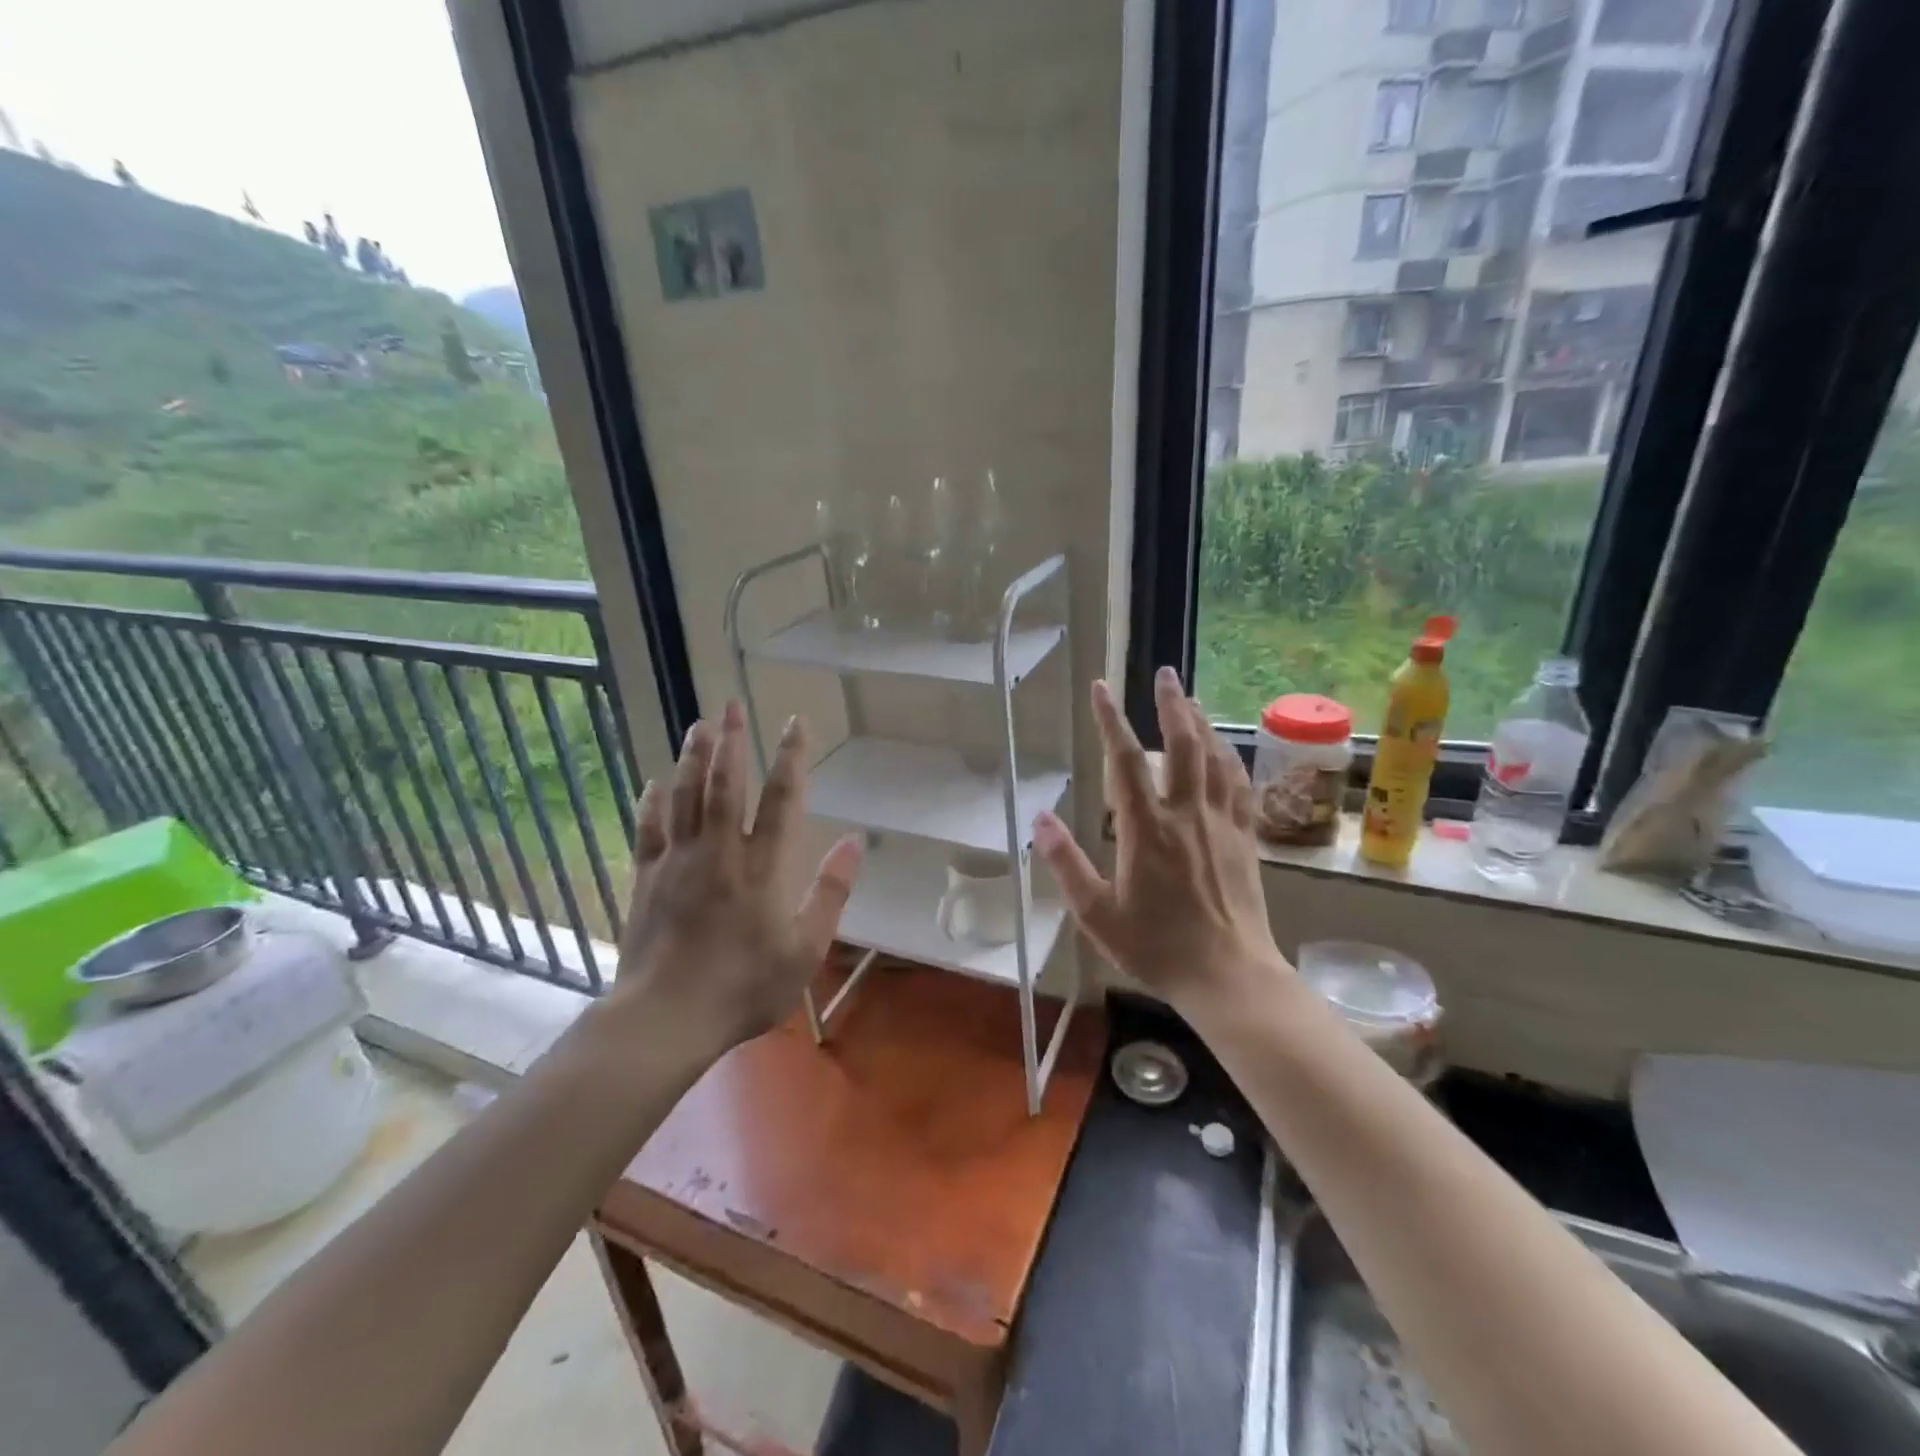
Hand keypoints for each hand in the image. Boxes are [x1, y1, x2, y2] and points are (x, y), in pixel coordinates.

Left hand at [611, 700, 862, 1062]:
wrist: (666, 1019)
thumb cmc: (745, 988)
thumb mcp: (806, 949)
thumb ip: (831, 892)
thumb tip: (856, 842)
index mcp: (762, 867)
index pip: (781, 799)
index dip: (790, 758)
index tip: (794, 722)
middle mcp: (719, 852)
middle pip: (725, 784)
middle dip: (731, 741)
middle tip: (730, 704)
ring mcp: (677, 862)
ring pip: (685, 797)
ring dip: (693, 758)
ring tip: (698, 725)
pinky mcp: (646, 879)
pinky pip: (649, 829)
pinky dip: (652, 802)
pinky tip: (653, 782)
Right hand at [1034, 668, 1286, 1015]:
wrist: (1229, 976)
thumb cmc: (1157, 948)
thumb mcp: (1097, 915)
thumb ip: (1066, 864)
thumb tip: (1038, 818)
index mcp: (1146, 830)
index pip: (1124, 761)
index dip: (1110, 720)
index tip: (1100, 688)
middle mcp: (1186, 815)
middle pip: (1182, 745)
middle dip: (1172, 704)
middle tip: (1164, 673)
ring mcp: (1221, 824)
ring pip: (1214, 758)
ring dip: (1201, 723)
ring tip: (1191, 699)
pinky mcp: (1245, 838)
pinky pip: (1239, 785)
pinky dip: (1230, 758)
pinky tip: (1224, 749)